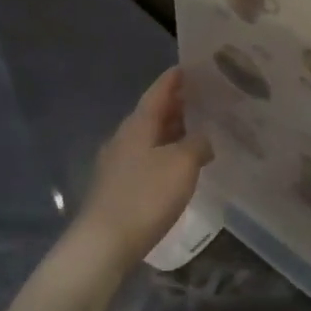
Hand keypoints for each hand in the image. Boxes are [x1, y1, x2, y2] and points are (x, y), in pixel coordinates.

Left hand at [75, 68, 212, 262]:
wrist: (104, 243)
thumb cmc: (145, 197)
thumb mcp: (182, 165)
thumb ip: (198, 144)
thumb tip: (203, 139)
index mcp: (138, 124)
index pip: (158, 91)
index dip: (175, 79)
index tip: (191, 67)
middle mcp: (124, 137)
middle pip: (153, 113)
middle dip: (177, 105)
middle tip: (205, 99)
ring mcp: (117, 163)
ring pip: (149, 137)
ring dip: (172, 131)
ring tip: (199, 130)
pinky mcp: (118, 187)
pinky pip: (146, 159)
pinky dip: (165, 154)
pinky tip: (179, 165)